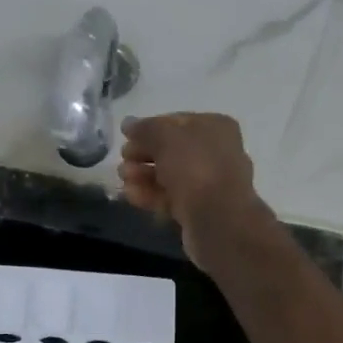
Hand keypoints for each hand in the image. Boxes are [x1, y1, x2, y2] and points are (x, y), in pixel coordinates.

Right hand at [117, 113, 272, 265]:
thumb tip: (128, 124)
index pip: (176, 122)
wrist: (218, 220)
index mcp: (215, 127)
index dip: (148, 129)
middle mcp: (216, 152)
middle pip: (171, 150)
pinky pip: (171, 197)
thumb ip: (144, 129)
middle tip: (123, 160)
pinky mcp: (198, 209)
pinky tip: (131, 196)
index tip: (126, 138)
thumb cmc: (195, 167)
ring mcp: (208, 183)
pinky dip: (150, 195)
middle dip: (143, 154)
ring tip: (123, 179)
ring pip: (170, 175)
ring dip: (143, 175)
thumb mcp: (165, 137)